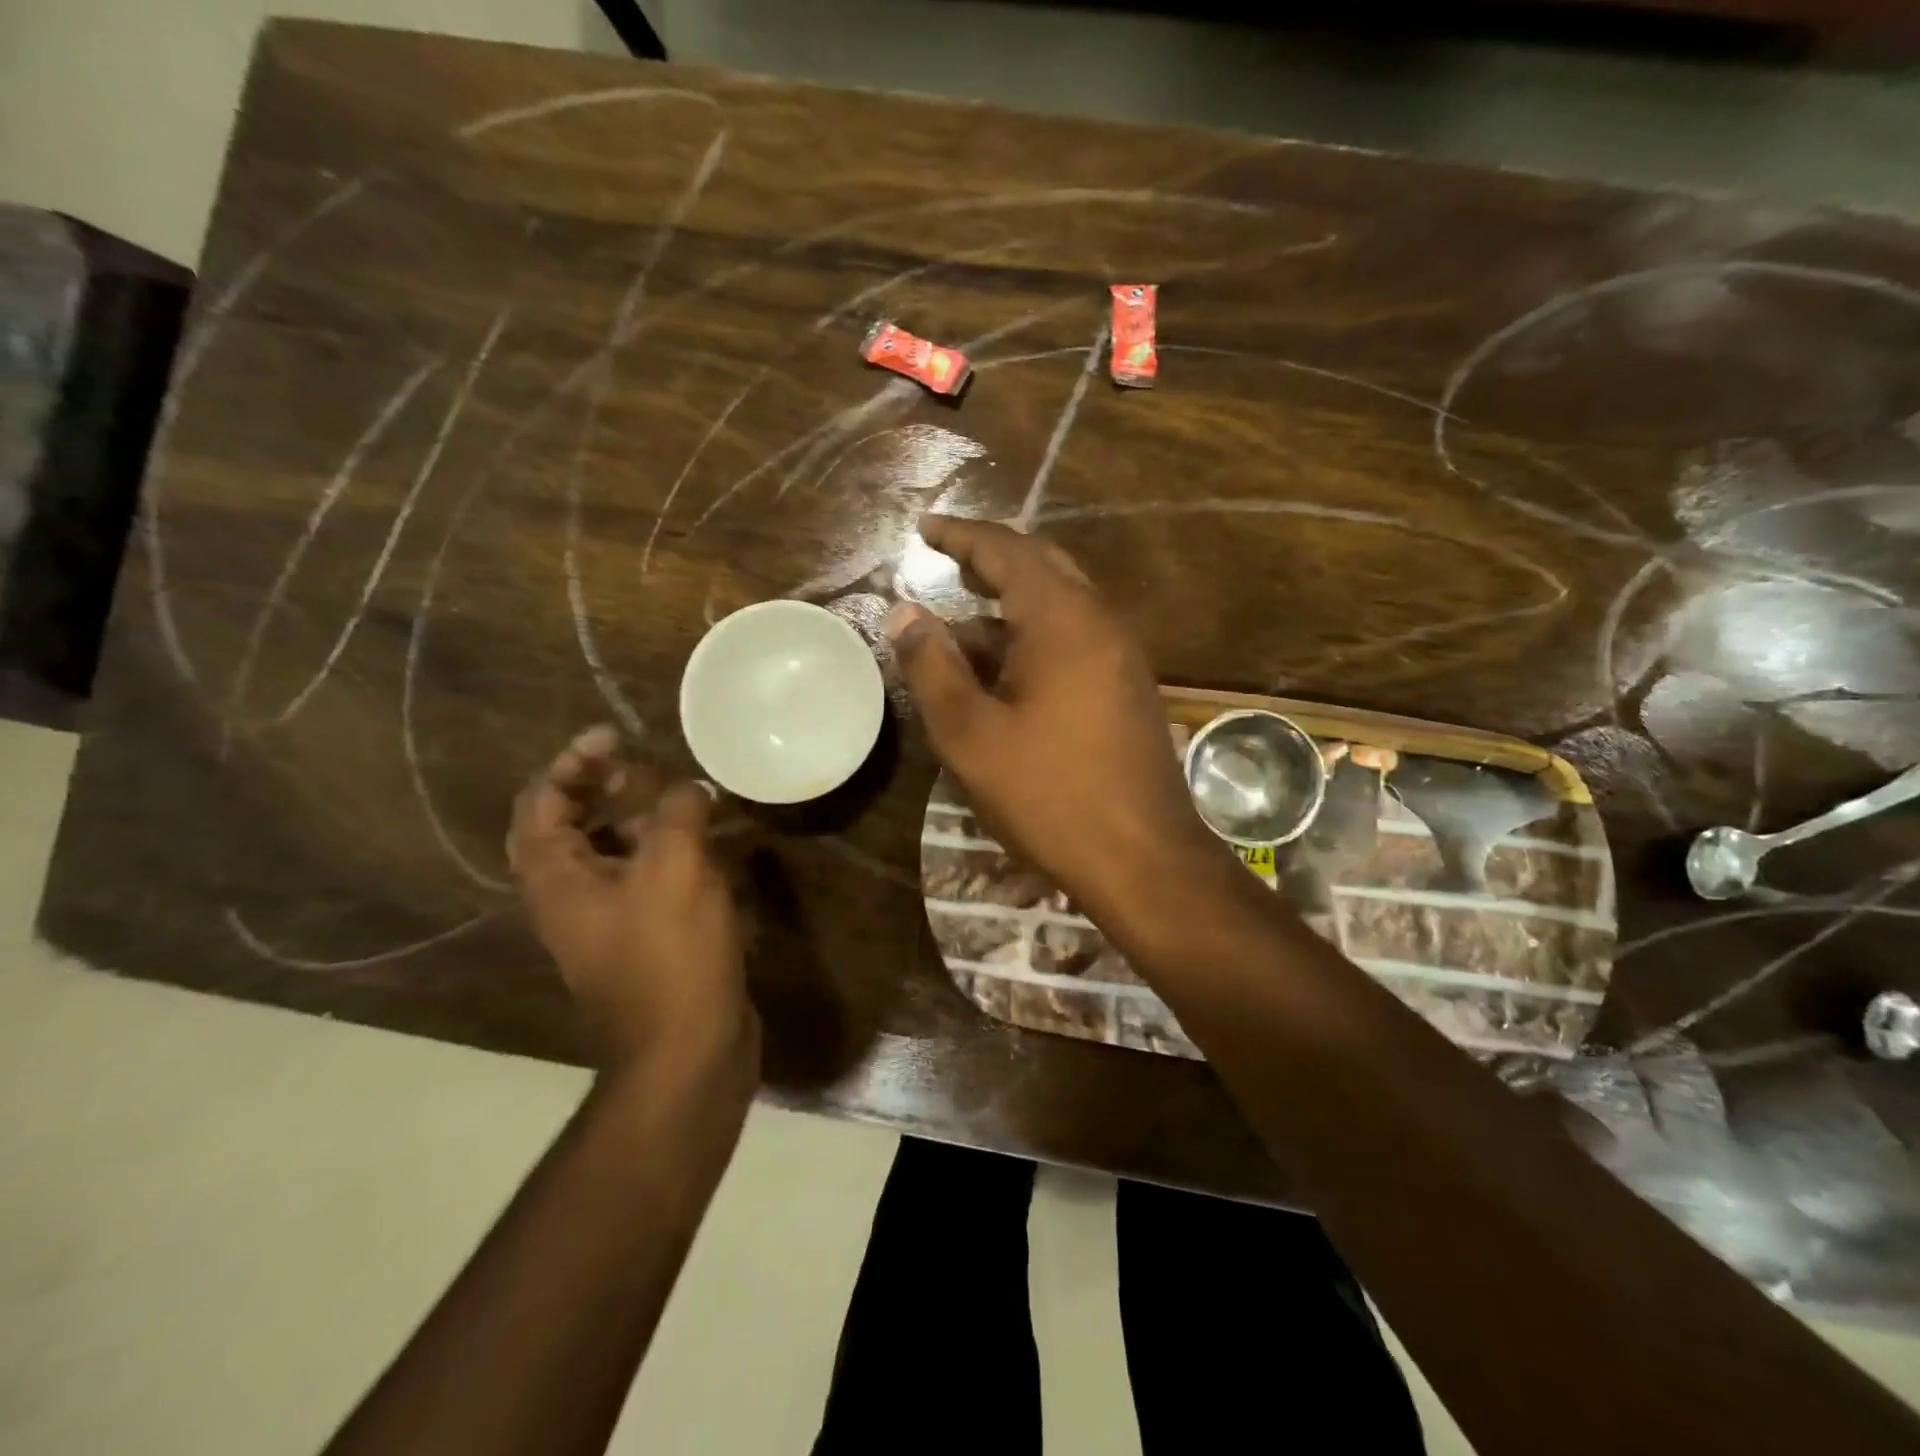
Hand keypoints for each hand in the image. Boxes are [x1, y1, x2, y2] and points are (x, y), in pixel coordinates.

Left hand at [508, 726, 756, 1075]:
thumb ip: (678, 811)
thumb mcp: (675, 867)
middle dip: (603, 787)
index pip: (541, 801)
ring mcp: (607, 922)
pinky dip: (669, 854)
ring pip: (611, 853)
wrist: (687, 1050)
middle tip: (644, 764)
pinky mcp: (645, 939)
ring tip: (684, 800)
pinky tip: (711, 847)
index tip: (616, 736)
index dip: (573, 761)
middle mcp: (571, 897)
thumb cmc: (670, 954)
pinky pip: (646, 880)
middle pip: (570, 825)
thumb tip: (689, 788)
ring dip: (641, 819)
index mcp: (557, 877)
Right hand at [888, 516, 1227, 917]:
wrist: (1143, 858)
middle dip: (990, 561)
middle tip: (945, 562)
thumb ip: (933, 667)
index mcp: (1063, 619)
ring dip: (1009, 606)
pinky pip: (1075, 640)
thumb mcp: (971, 735)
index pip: (1008, 551)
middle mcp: (1101, 623)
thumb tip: (904, 613)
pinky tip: (1003, 671)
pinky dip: (1033, 637)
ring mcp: (1121, 656)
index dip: (962, 536)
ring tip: (959, 624)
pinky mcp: (1127, 688)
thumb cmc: (1049, 795)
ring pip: (1059, 607)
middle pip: (1042, 567)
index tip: (925, 529)